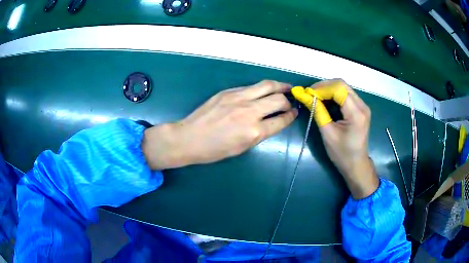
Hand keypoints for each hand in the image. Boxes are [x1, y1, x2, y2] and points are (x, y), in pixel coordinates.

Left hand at [143, 80, 297, 169]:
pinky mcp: (229, 91)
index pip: (281, 120)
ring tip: (286, 87)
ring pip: (266, 85)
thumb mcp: (242, 148)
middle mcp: (250, 112)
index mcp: (254, 132)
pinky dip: (261, 88)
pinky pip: (251, 87)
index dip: (291, 116)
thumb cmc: (214, 150)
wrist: (189, 138)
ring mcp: (238, 98)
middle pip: (278, 99)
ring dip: (280, 86)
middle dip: (288, 100)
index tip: (295, 113)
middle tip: (291, 101)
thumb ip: (259, 133)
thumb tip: (270, 122)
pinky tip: (263, 91)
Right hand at [292, 79, 378, 198]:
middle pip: (342, 84)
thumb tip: (304, 95)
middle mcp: (362, 106)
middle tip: (310, 94)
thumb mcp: (327, 133)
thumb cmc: (342, 153)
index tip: (307, 93)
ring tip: (316, 96)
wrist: (356, 164)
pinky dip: (334, 94)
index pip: (338, 89)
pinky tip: (326, 100)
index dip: (321, 88)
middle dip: (324, 86)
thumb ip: (318, 111)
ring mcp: (363, 106)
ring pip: (344, 87)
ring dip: (329, 89)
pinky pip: (346, 94)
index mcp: (356, 113)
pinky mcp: (361, 108)